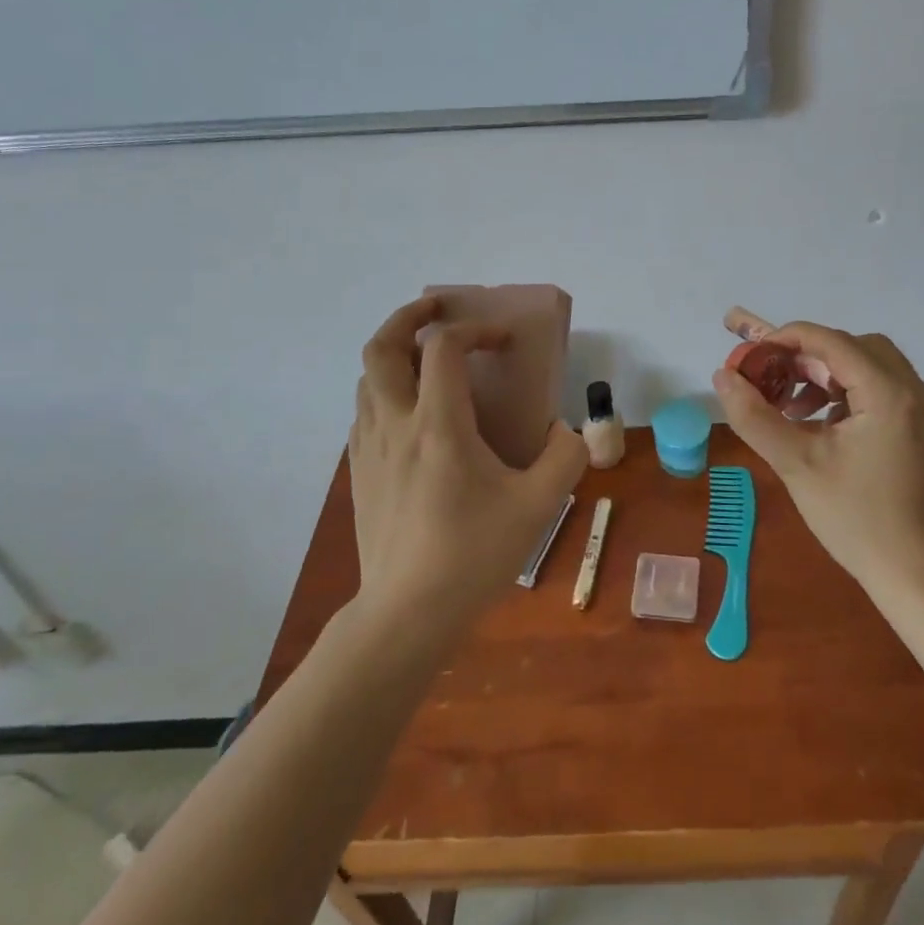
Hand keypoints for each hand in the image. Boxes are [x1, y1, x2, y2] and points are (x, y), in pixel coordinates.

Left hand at [348, 296, 587, 637]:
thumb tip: (562, 432)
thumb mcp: (539, 506)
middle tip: (438, 310)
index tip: (504, 341)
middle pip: (381, 347)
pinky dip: (386, 391)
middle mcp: (395, 425)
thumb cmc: (473, 555)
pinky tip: (413, 416)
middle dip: (409, 316)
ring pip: (366, 379)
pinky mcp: (359, 473)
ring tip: (426, 360)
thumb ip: (564, 457)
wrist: (406, 614)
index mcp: (437, 425)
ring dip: (395, 354)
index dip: (475, 329)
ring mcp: (369, 449)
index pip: (444, 347)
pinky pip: (365, 412)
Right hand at [711, 320, 923, 594]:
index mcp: (890, 394)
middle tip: (775, 381)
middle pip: (855, 347)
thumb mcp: (796, 464)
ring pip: (871, 366)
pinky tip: (822, 425)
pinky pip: (883, 390)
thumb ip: (754, 415)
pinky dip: (849, 394)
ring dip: (829, 375)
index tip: (752, 358)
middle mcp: (917, 392)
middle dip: (809, 357)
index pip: (832, 341)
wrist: (917, 577)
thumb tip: (723, 376)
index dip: (787, 340)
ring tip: (794, 407)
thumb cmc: (856, 520)